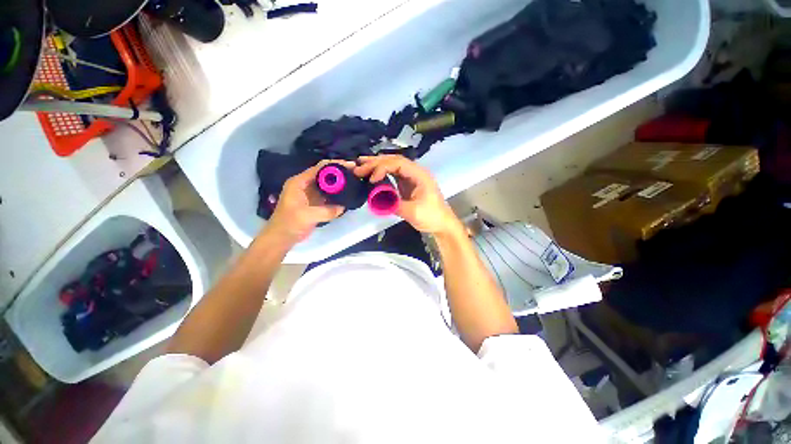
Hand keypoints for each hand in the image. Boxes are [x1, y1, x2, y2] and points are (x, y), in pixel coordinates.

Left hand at [266, 160, 352, 243]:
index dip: (335, 165)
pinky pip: (329, 194)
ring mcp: (311, 193)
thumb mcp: (307, 216)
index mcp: (300, 182)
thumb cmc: (289, 223)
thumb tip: (343, 207)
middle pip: (325, 173)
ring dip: (340, 183)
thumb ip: (327, 211)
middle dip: (340, 172)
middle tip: (355, 173)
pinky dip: (337, 193)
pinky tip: (347, 194)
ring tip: (354, 181)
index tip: (350, 165)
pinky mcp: (315, 202)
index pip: (319, 167)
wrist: (282, 237)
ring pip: (328, 184)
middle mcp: (305, 184)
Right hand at [354, 155, 461, 235]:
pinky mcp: (408, 185)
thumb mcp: (413, 212)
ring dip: (377, 165)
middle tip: (358, 166)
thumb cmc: (432, 217)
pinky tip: (372, 175)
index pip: (398, 163)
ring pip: (393, 166)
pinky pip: (393, 174)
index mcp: (420, 175)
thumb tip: (375, 199)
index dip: (382, 167)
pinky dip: (382, 173)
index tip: (371, 179)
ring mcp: (411, 178)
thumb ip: (394, 204)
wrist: (442, 224)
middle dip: (376, 162)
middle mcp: (415, 172)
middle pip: (394, 161)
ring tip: (361, 165)